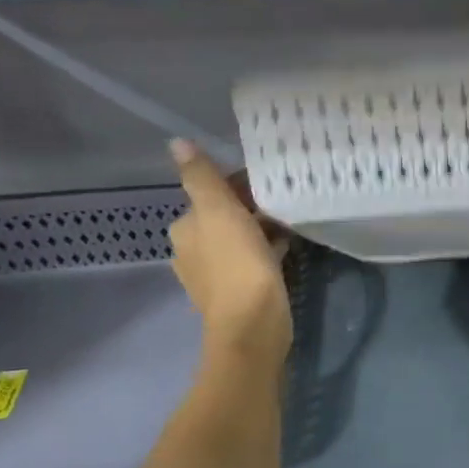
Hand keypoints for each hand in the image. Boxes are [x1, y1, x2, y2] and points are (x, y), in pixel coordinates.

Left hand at [168, 140, 291, 364]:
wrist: (252, 324)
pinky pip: (252, 261)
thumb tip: (176, 143)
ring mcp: (214, 275)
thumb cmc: (237, 263)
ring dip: (261, 230)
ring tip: (291, 222)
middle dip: (251, 208)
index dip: (240, 186)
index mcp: (185, 228)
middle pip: (224, 217)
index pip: (211, 195)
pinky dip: (267, 252)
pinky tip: (287, 249)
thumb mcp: (219, 211)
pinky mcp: (237, 294)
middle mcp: (192, 251)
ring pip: (239, 240)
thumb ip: (200, 177)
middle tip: (286, 201)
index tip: (271, 183)